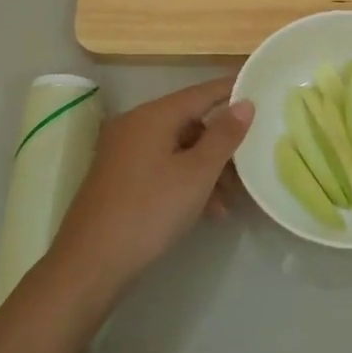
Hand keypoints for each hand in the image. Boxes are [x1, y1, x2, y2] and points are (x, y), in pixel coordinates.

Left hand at [50, 77, 254, 299]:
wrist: (90, 265)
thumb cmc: (149, 212)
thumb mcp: (196, 174)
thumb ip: (224, 136)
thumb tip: (245, 104)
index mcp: (152, 116)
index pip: (201, 92)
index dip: (232, 90)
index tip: (261, 87)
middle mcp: (134, 126)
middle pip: (190, 122)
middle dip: (222, 143)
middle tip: (251, 162)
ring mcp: (123, 153)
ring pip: (178, 149)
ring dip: (207, 169)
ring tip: (231, 199)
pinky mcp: (119, 179)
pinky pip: (162, 168)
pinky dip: (186, 181)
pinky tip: (208, 210)